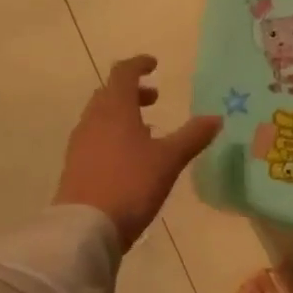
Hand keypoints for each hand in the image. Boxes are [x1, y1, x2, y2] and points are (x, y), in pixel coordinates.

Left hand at [54, 56, 221, 249]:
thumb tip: (216, 118)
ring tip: (147, 130)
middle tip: (154, 99)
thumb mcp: (169, 160)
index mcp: (115, 110)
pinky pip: (95, 139)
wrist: (85, 228)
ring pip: (101, 117)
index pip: (123, 73)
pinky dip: (113, 136)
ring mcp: (81, 144)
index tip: (154, 64)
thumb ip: (192, 136)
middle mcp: (93, 120)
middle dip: (132, 92)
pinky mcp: (76, 166)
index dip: (139, 65)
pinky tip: (130, 158)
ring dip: (123, 115)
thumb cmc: (131, 184)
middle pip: (109, 94)